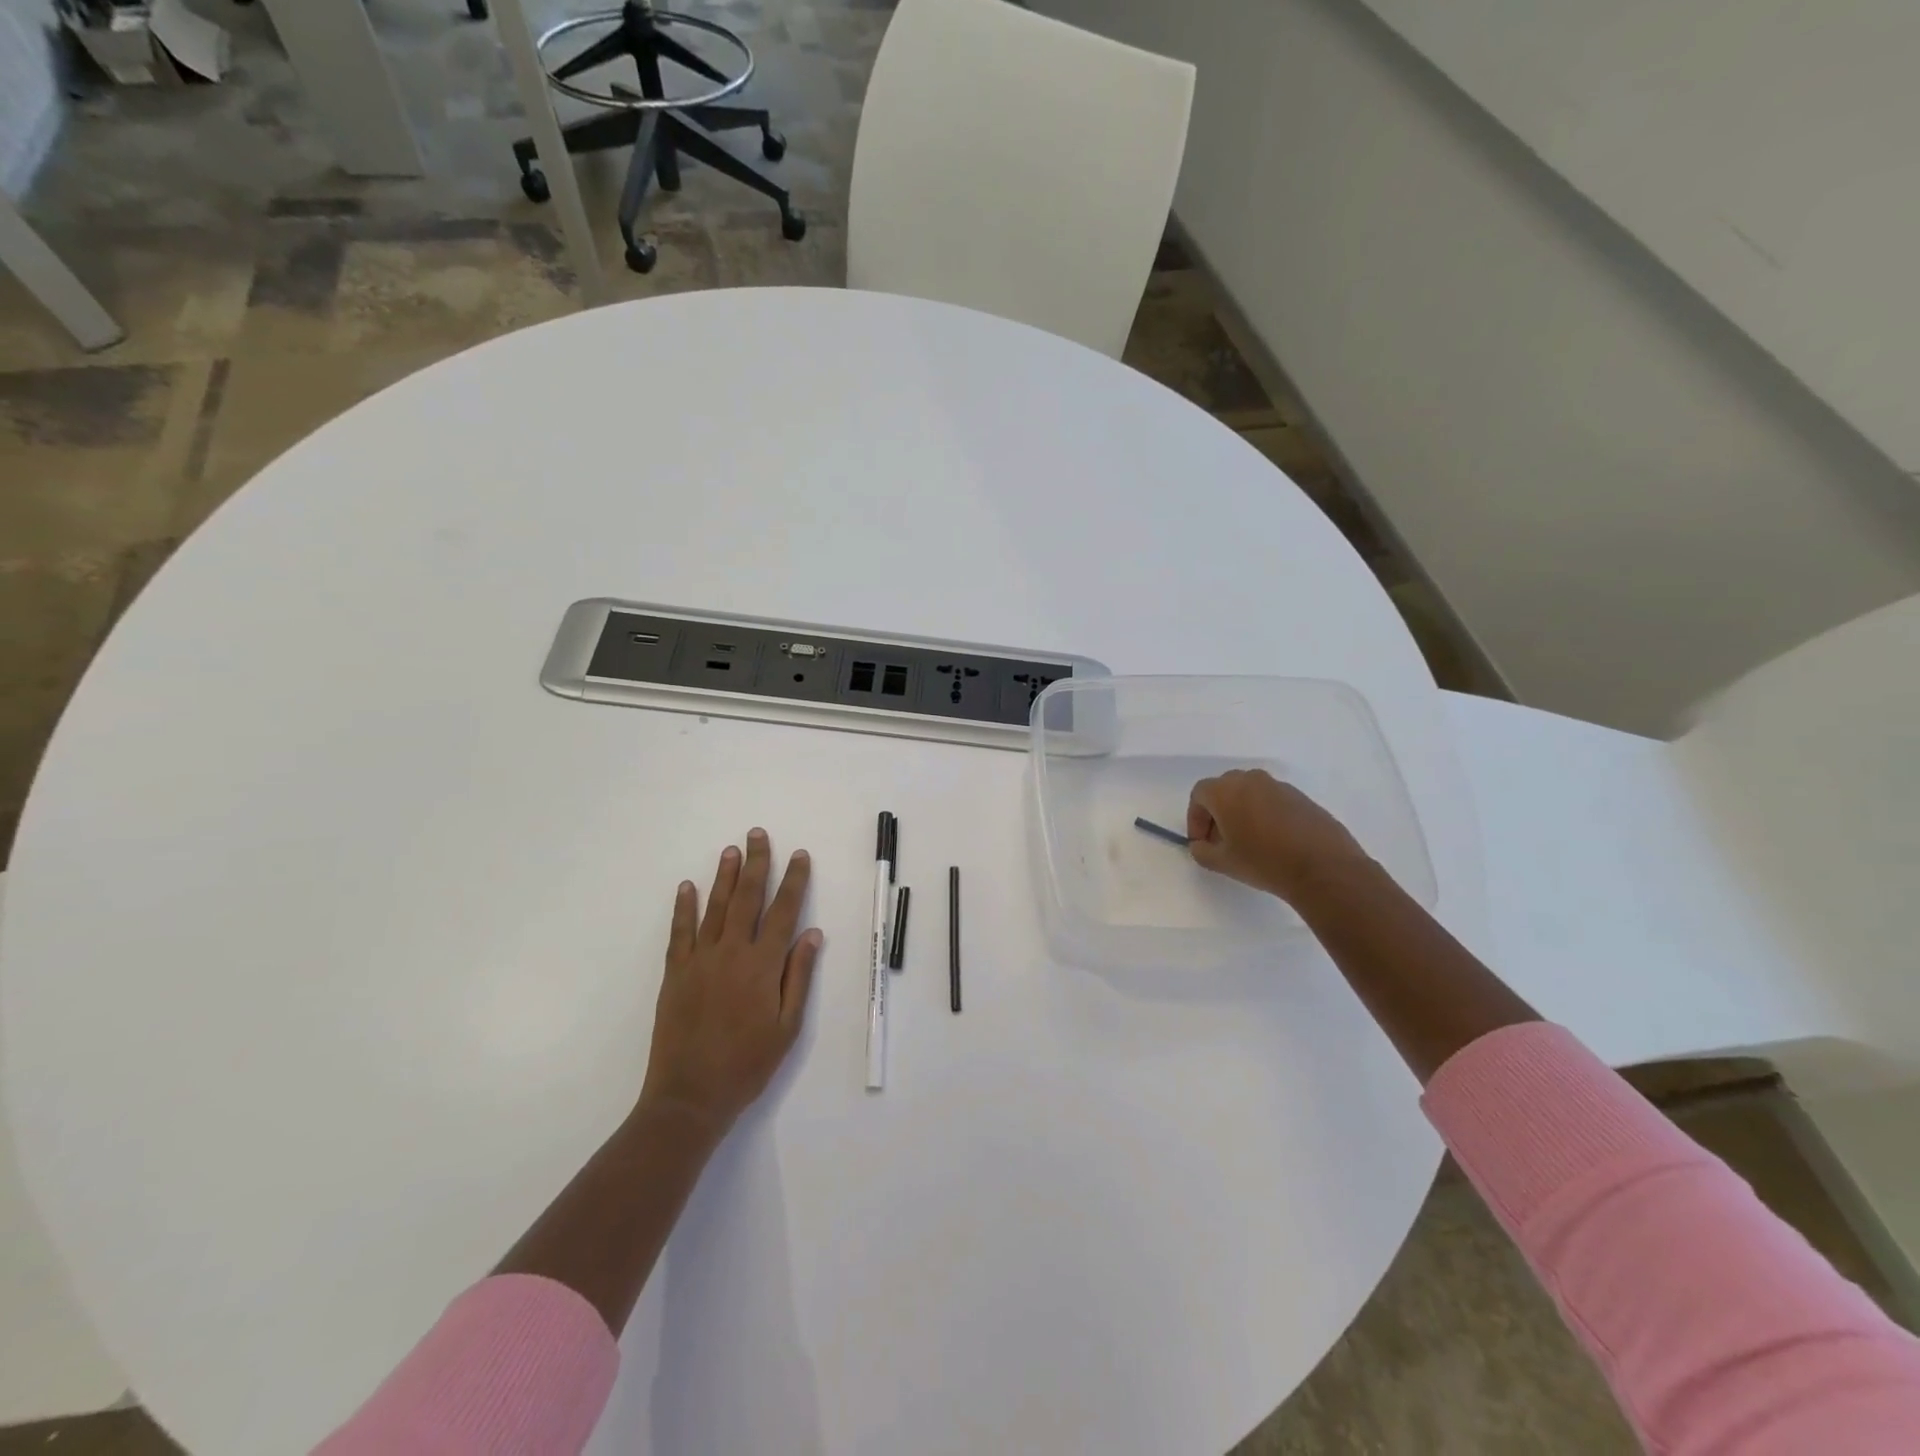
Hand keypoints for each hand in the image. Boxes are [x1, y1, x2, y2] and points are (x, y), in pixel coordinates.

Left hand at [638, 829, 822, 1132]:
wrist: (690, 1096)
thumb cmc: (747, 1064)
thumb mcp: (787, 1026)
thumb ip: (798, 976)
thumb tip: (812, 933)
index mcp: (763, 965)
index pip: (784, 911)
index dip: (793, 881)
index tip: (799, 855)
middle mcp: (732, 953)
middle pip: (747, 898)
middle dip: (756, 863)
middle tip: (757, 834)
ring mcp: (700, 960)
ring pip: (714, 907)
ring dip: (724, 876)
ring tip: (731, 850)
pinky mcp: (675, 973)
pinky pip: (680, 932)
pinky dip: (683, 907)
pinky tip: (687, 886)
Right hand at [1186, 769, 1371, 904]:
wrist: (1324, 868)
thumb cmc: (1265, 862)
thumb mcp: (1223, 863)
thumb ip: (1202, 851)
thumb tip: (1201, 845)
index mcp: (1226, 791)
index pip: (1200, 794)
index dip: (1195, 818)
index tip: (1202, 842)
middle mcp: (1252, 780)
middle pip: (1225, 789)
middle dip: (1217, 812)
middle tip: (1221, 840)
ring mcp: (1280, 787)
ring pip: (1251, 793)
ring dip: (1242, 812)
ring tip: (1249, 842)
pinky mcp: (1302, 798)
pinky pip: (1274, 801)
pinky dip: (1266, 815)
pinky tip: (1275, 842)